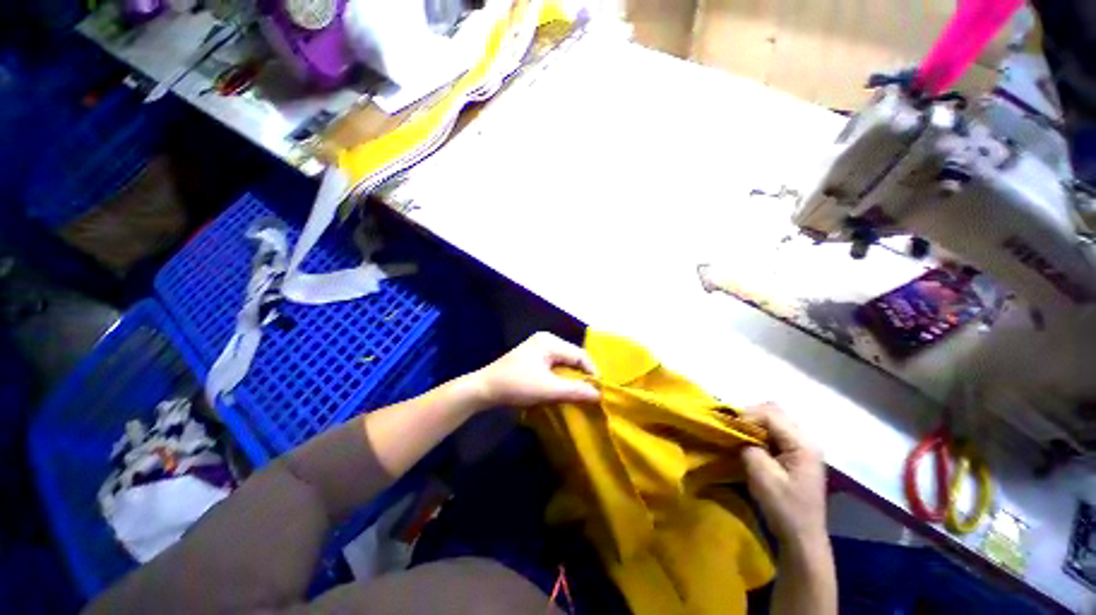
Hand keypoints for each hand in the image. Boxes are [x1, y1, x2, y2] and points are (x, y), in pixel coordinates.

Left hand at [471, 332, 600, 408]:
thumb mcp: (547, 389)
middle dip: (582, 374)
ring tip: (580, 392)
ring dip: (572, 376)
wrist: (484, 389)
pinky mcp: (533, 356)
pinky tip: (563, 387)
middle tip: (591, 393)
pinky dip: (561, 376)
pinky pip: (554, 364)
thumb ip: (575, 390)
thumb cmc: (516, 386)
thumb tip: (599, 394)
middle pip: (572, 356)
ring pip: (564, 361)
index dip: (591, 372)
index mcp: (549, 342)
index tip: (599, 391)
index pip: (579, 355)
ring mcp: (538, 347)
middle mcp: (546, 340)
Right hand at [741, 403, 827, 545]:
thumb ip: (749, 447)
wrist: (802, 537)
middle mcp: (807, 439)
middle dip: (750, 415)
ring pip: (774, 418)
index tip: (727, 426)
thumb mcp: (762, 476)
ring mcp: (804, 446)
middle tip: (733, 428)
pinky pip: (776, 431)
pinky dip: (760, 432)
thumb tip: (739, 432)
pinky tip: (752, 444)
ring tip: (740, 435)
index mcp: (802, 444)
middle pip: (774, 411)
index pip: (770, 414)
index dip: (746, 416)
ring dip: (755, 423)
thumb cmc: (784, 508)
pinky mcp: (797, 453)